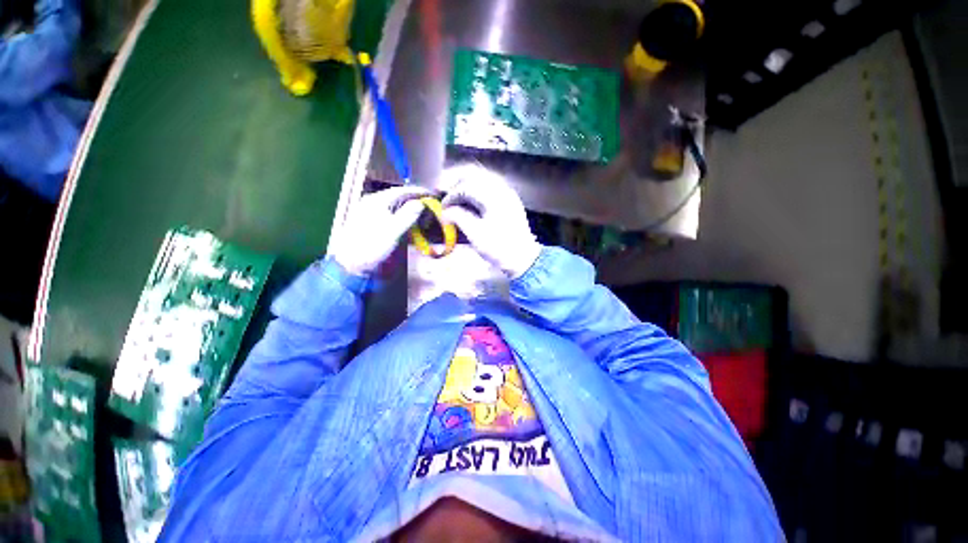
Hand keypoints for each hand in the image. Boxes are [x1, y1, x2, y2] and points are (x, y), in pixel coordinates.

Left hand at [328, 186, 429, 275]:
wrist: (351, 263)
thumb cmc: (371, 246)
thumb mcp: (393, 231)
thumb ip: (407, 215)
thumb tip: (420, 203)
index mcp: (376, 201)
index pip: (400, 190)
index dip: (417, 191)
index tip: (430, 193)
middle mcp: (371, 202)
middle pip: (395, 195)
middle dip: (412, 197)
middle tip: (427, 201)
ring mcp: (367, 210)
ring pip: (391, 203)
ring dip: (406, 205)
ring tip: (419, 209)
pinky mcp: (367, 220)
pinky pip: (387, 211)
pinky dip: (399, 212)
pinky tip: (405, 218)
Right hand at [441, 165, 541, 277]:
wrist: (523, 259)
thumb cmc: (498, 247)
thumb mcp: (475, 234)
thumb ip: (458, 217)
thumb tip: (446, 211)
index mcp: (493, 196)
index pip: (466, 186)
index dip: (451, 195)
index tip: (444, 208)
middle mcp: (502, 190)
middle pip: (476, 176)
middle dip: (458, 185)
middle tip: (449, 199)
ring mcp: (509, 194)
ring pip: (484, 180)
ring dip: (468, 187)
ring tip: (459, 201)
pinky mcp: (511, 201)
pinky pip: (492, 187)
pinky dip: (479, 191)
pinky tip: (474, 203)